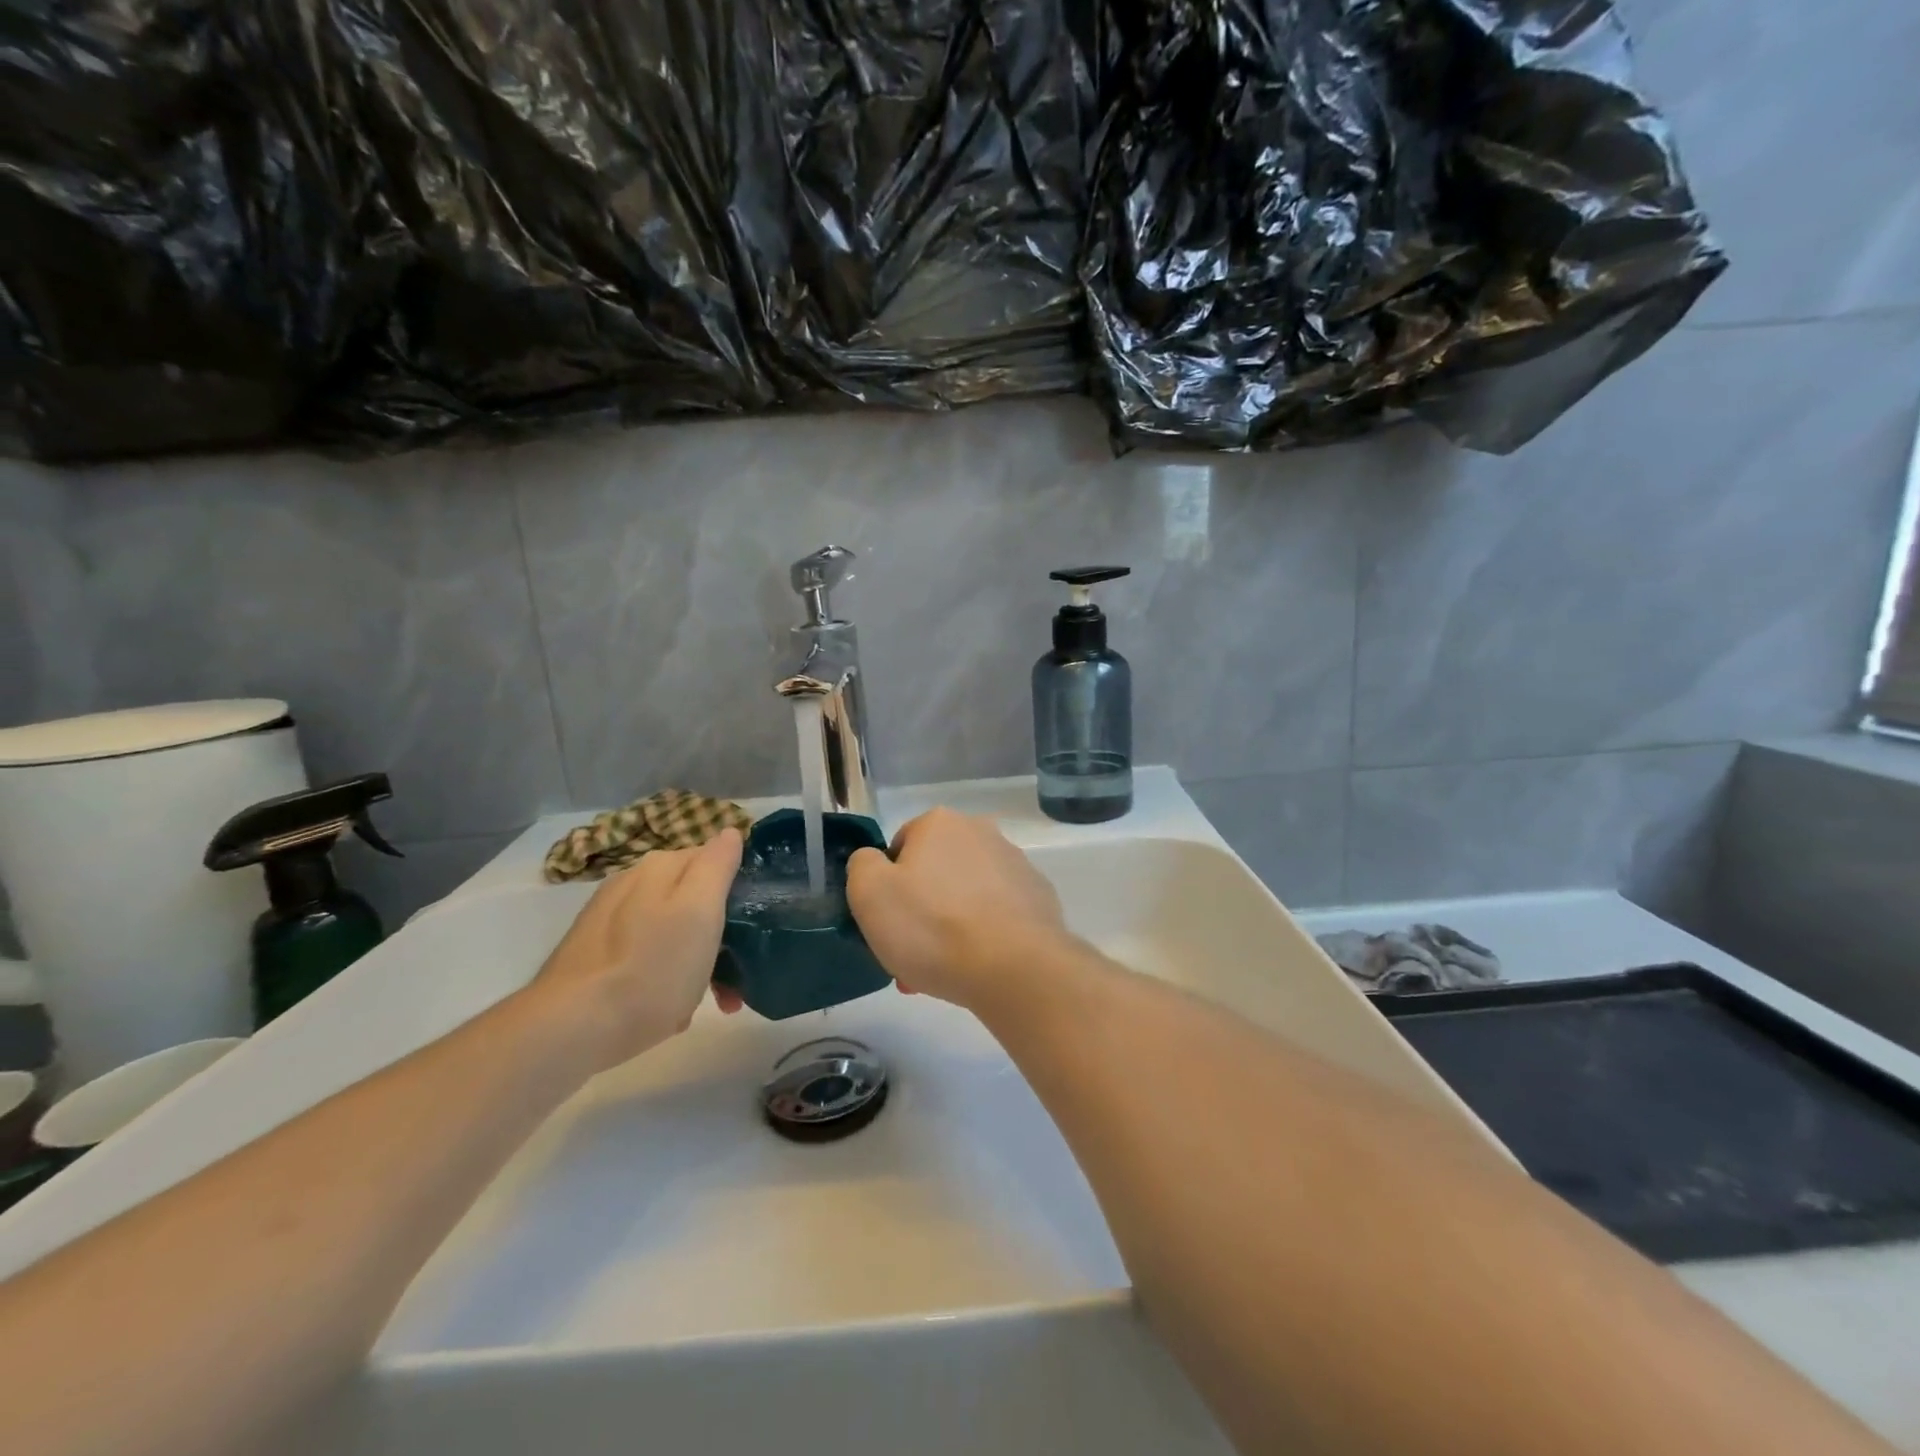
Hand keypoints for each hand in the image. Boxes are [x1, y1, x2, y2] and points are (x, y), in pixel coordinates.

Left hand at [527, 828, 743, 1072]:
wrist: (572, 1029)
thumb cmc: (652, 968)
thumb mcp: (700, 911)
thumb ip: (717, 865)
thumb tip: (729, 832)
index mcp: (659, 866)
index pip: (714, 859)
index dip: (738, 892)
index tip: (751, 930)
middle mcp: (631, 883)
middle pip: (691, 898)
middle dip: (718, 932)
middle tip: (734, 976)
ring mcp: (608, 920)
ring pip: (670, 930)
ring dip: (695, 959)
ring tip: (707, 1001)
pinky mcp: (592, 955)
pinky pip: (645, 956)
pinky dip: (663, 977)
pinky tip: (668, 1009)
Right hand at [846, 808, 1070, 1010]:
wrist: (1016, 968)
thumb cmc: (933, 927)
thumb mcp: (870, 894)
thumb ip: (862, 865)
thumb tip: (876, 862)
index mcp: (940, 823)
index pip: (899, 849)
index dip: (888, 889)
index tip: (888, 926)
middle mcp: (981, 831)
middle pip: (935, 873)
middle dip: (921, 912)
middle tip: (912, 957)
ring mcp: (1016, 864)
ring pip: (966, 896)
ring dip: (951, 926)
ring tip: (944, 971)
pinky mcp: (1039, 897)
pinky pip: (998, 914)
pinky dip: (985, 934)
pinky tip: (979, 966)